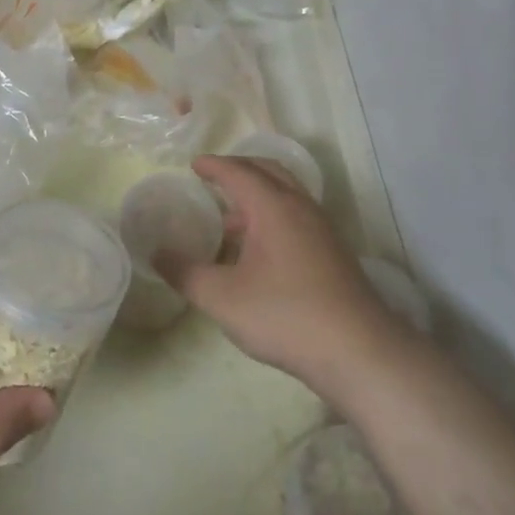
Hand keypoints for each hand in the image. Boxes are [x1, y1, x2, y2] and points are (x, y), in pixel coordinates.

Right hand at [168, 155, 400, 401]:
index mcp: (273, 206)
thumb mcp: (222, 297)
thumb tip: (157, 253)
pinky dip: (273, 214)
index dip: (213, 166)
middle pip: (268, 171)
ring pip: (286, 193)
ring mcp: (322, 229)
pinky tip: (259, 249)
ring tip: (230, 217)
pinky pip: (297, 215)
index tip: (193, 164)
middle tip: (213, 178)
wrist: (358, 350)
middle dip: (239, 169)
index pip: (239, 172)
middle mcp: (300, 207)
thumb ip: (185, 273)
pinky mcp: (333, 252)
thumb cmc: (284, 315)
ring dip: (258, 194)